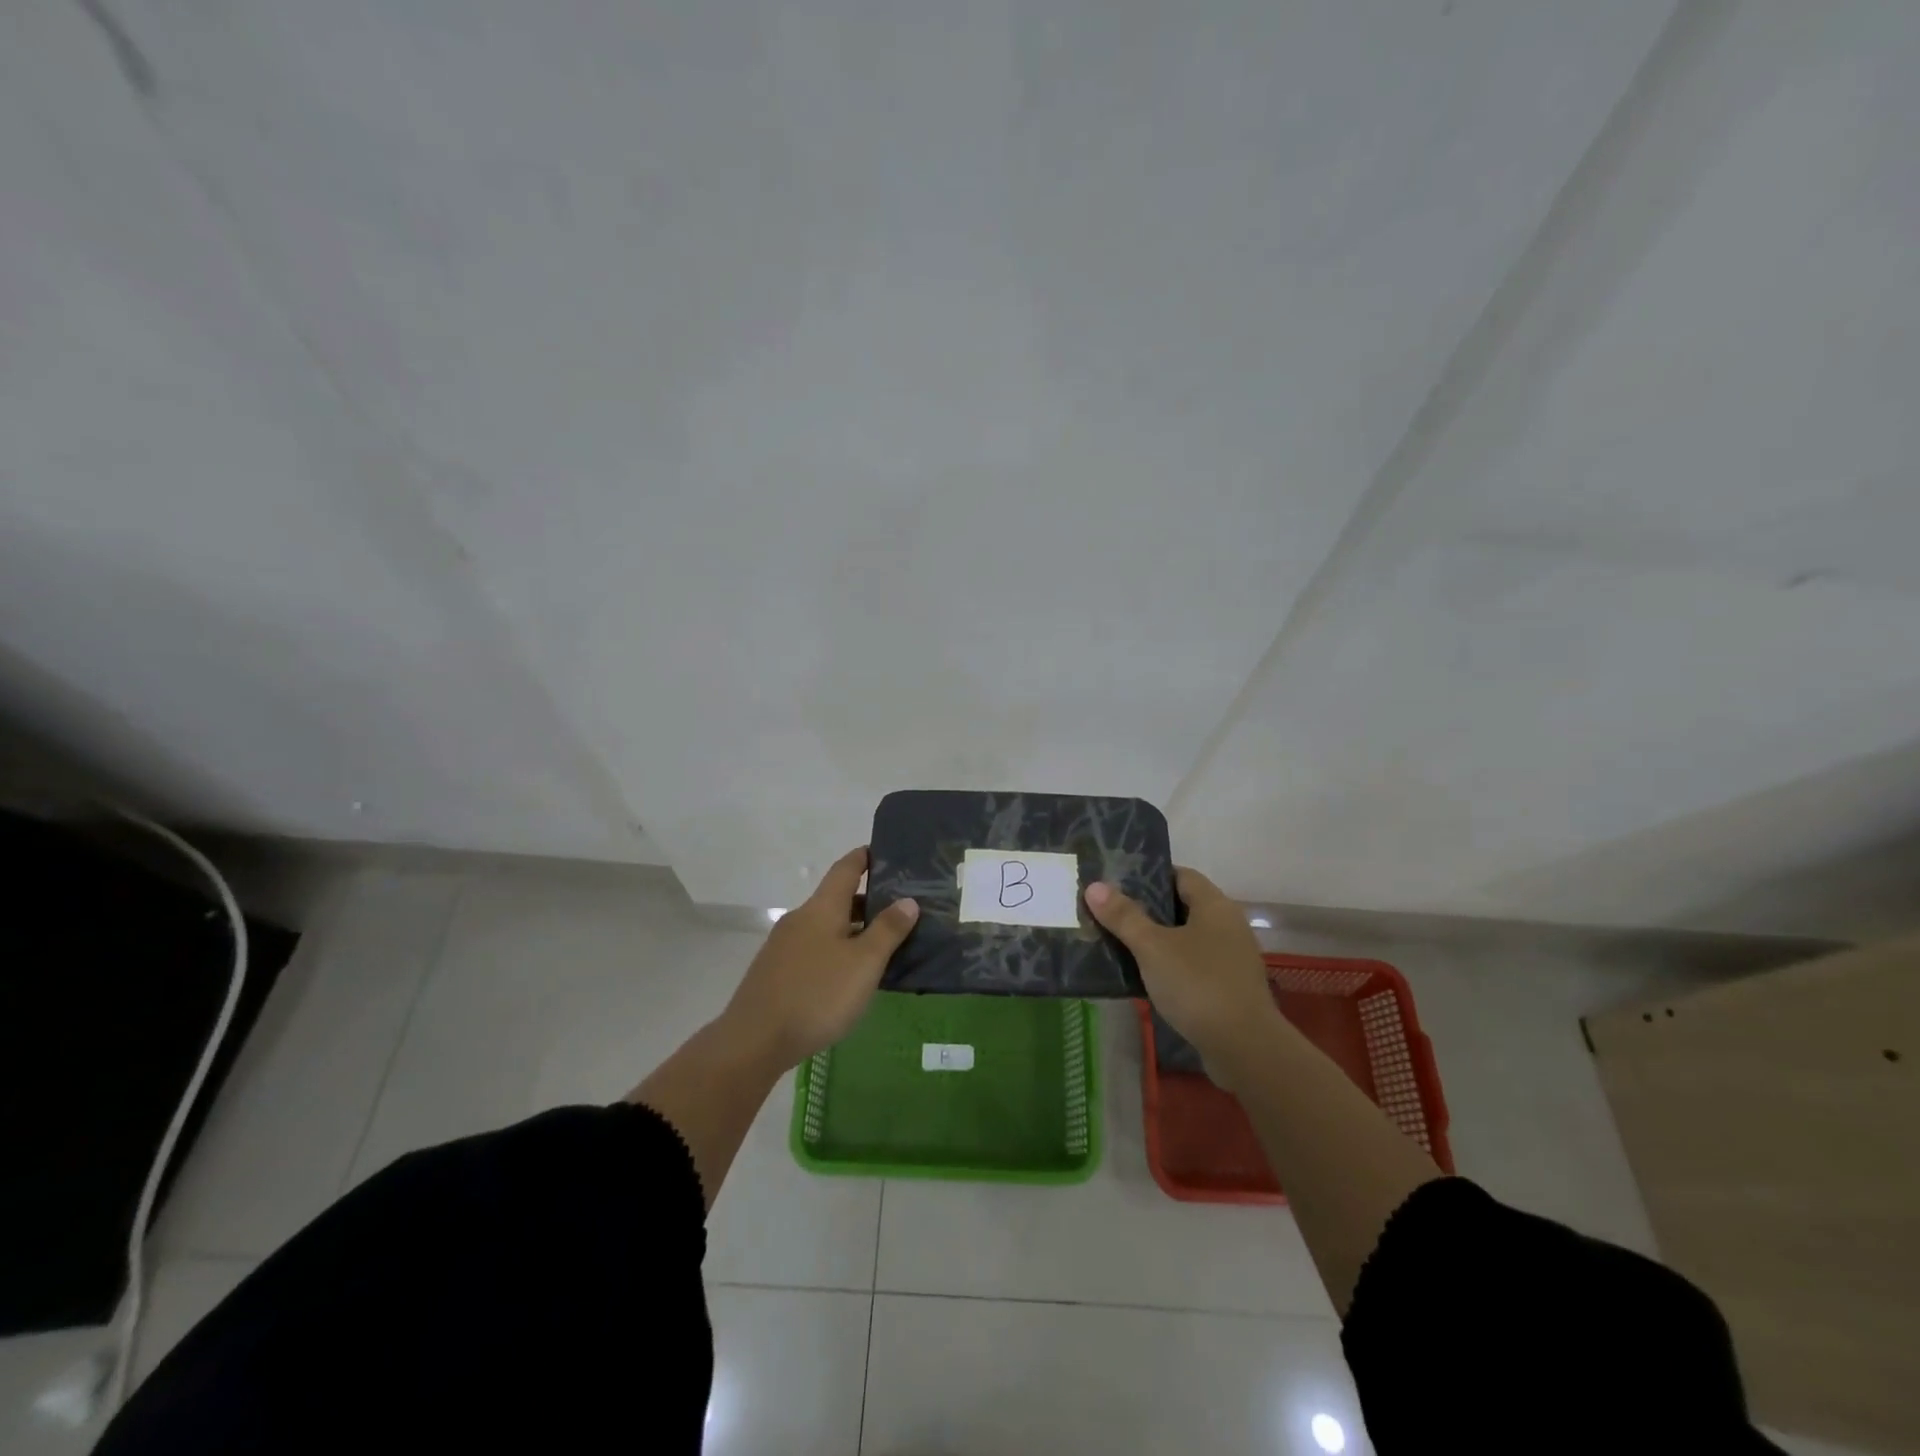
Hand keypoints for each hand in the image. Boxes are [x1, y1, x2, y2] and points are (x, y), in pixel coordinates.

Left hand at [718, 846, 918, 1069]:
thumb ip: (888, 930)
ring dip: (853, 930)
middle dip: (867, 901)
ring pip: (826, 927)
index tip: (885, 852)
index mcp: (821, 908)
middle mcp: (800, 919)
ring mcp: (784, 946)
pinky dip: (837, 951)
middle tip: (900, 910)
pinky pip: (815, 949)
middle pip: (837, 899)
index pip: (845, 868)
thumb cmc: (817, 995)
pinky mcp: (776, 972)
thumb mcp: (864, 963)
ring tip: (882, 946)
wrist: (754, 1041)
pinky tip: (850, 976)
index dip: (865, 857)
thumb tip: (908, 900)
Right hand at [1085, 868, 1276, 1073]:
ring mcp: (1231, 958)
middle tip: (1112, 913)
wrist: (1245, 1048)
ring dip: (1158, 940)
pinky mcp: (1229, 988)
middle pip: (1183, 906)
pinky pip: (1194, 965)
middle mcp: (1228, 925)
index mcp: (1215, 906)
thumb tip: (1094, 886)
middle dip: (1148, 909)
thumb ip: (1124, 916)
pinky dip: (1171, 966)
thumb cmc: (1198, 985)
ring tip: (1120, 944)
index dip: (1150, 875)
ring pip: (1187, 938)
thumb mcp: (1153, 947)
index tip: (1117, 883)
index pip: (1181, 875)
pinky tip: (1145, 977)